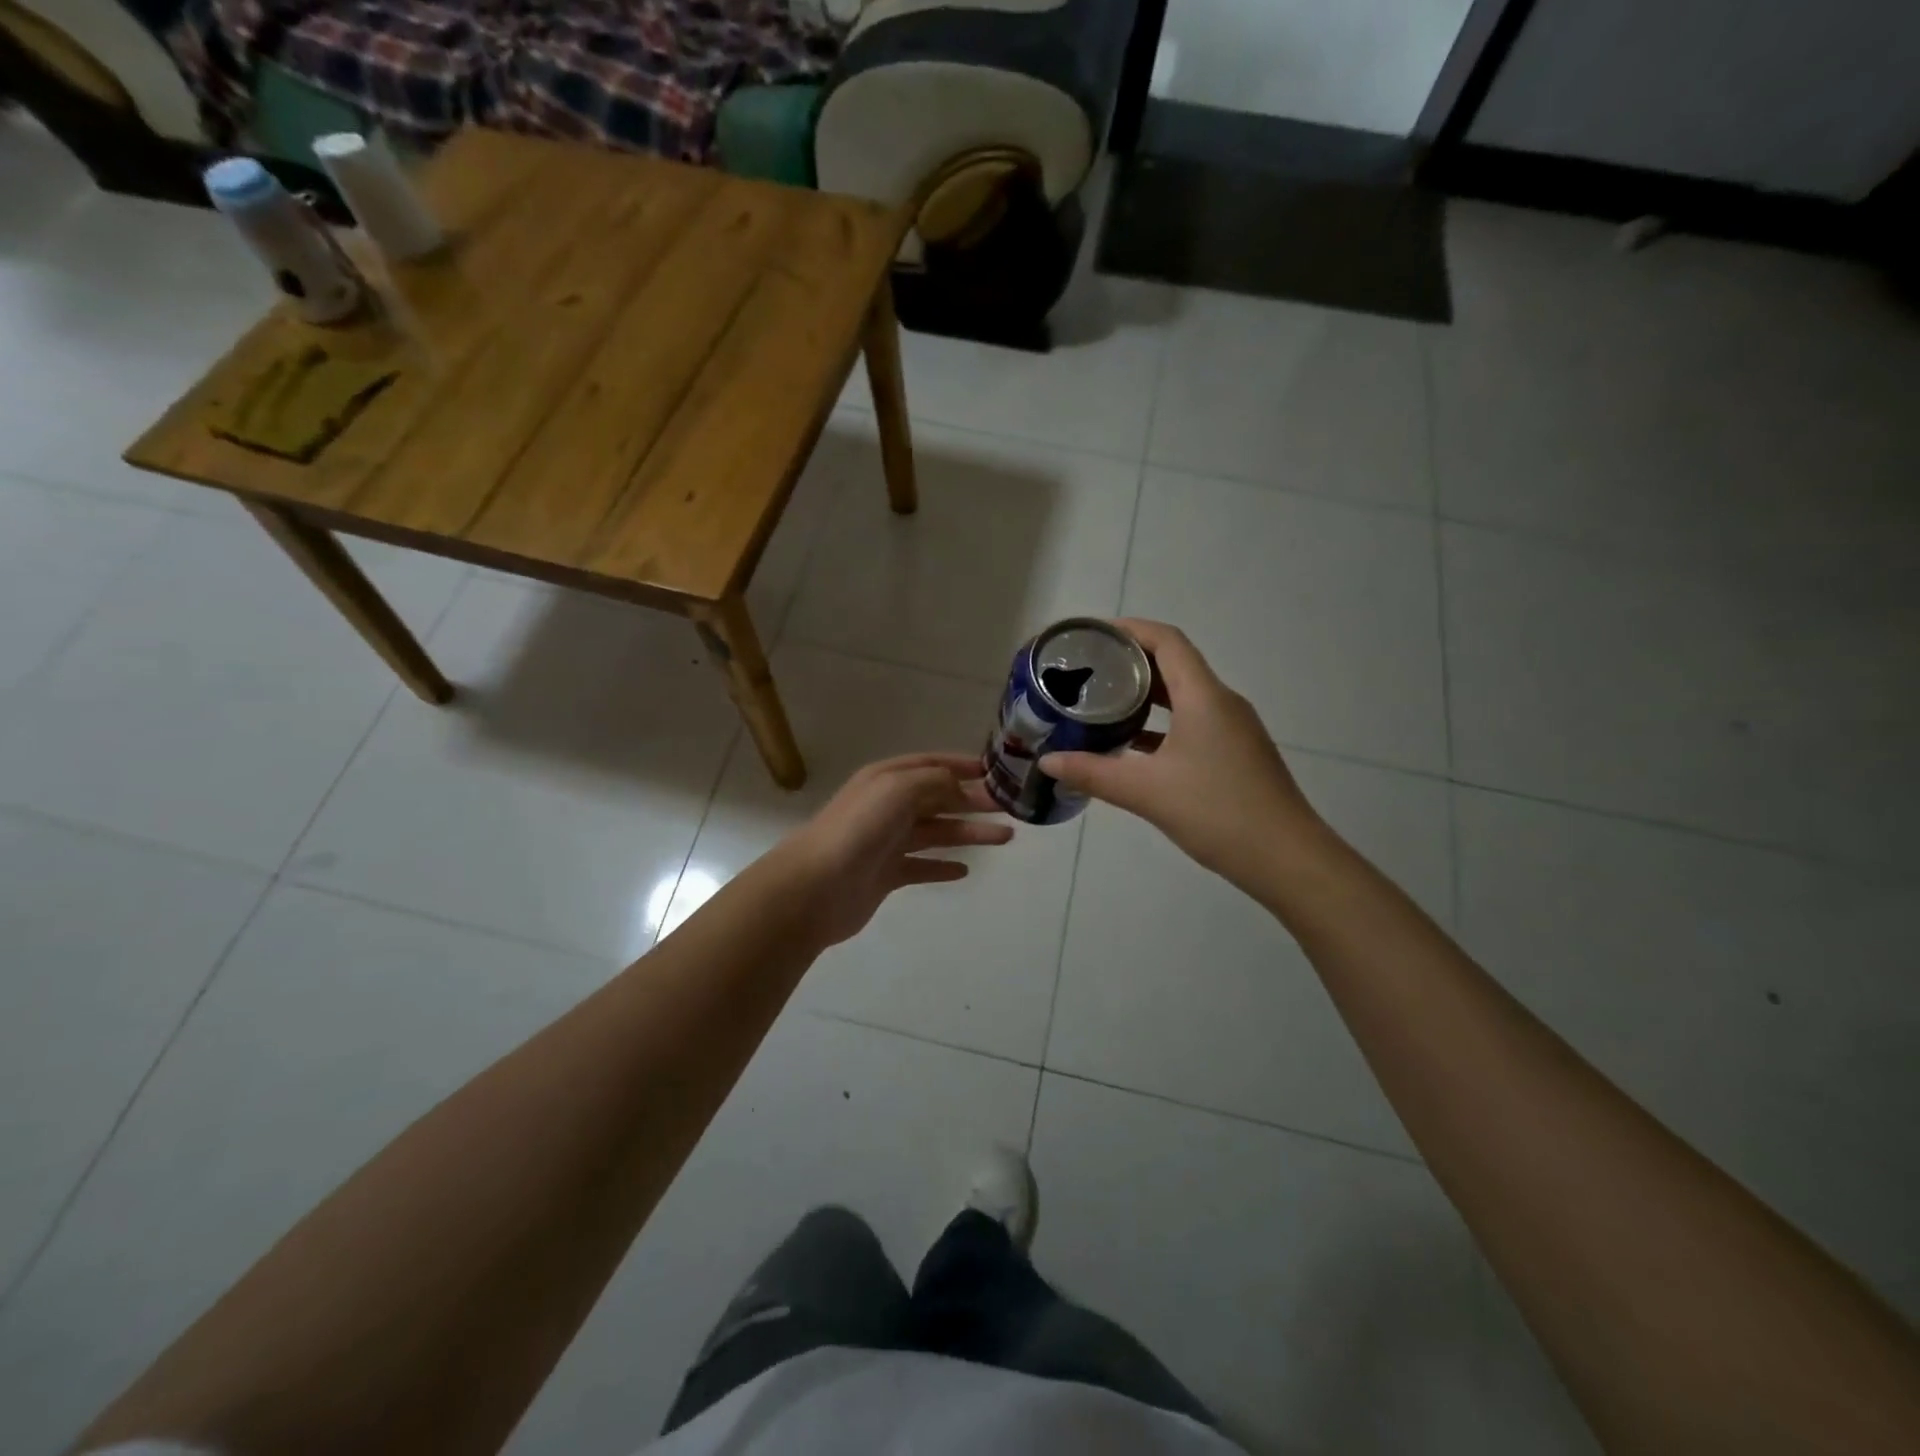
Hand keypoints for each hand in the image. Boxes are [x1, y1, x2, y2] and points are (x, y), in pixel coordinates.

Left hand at [773, 753, 1013, 949]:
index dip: (961, 765)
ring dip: (969, 833)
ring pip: (936, 833)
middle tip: (1009, 808)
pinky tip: (965, 870)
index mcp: (887, 779)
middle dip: (973, 801)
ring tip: (1004, 837)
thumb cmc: (860, 828)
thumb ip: (935, 782)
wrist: (817, 887)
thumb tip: (960, 787)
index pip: (930, 765)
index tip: (994, 771)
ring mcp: (886, 842)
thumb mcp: (899, 788)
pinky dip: (943, 867)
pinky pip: (922, 867)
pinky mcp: (886, 875)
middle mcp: (887, 807)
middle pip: (938, 799)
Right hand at [1040, 620, 1320, 891]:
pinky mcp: (1235, 753)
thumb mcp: (1146, 792)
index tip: (1092, 635)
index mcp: (1204, 697)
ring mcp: (1233, 729)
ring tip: (1102, 702)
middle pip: (1173, 665)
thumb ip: (1093, 772)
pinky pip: (1192, 723)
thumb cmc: (1218, 813)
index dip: (1130, 630)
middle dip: (1130, 663)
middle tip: (1086, 671)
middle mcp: (1222, 703)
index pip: (1167, 641)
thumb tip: (1047, 761)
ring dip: (1145, 696)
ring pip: (1183, 697)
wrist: (1286, 858)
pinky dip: (1160, 724)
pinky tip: (1132, 746)